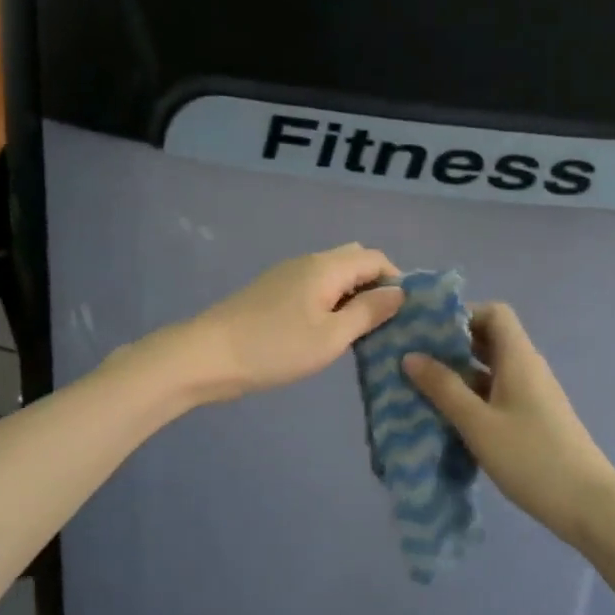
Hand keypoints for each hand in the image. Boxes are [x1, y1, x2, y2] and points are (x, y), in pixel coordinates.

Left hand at [163, 244, 403, 404]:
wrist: (207, 356)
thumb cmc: (275, 347)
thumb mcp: (331, 336)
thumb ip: (368, 312)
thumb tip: (399, 292)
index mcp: (326, 267)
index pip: (376, 258)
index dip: (397, 280)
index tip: (407, 314)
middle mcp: (308, 262)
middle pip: (354, 261)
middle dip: (375, 286)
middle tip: (384, 323)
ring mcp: (287, 275)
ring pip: (333, 275)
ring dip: (353, 296)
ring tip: (361, 332)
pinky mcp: (272, 292)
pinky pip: (314, 287)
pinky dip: (331, 302)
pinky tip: (329, 332)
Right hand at [403, 303, 614, 545]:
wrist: (588, 506)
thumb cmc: (531, 458)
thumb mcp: (478, 423)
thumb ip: (444, 388)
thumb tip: (410, 356)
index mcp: (518, 358)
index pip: (494, 312)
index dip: (462, 314)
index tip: (428, 332)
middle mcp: (527, 368)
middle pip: (490, 338)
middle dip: (452, 344)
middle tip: (414, 358)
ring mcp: (532, 394)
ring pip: (491, 369)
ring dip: (459, 373)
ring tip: (420, 387)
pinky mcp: (532, 418)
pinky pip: (497, 393)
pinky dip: (472, 396)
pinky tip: (448, 416)